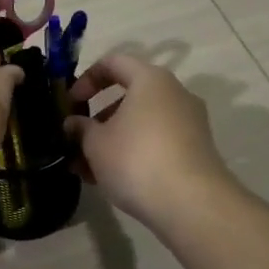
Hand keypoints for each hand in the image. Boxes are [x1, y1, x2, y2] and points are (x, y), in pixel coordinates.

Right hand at [65, 54, 236, 228]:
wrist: (193, 205)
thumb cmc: (137, 159)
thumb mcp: (96, 143)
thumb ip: (81, 128)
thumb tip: (74, 123)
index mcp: (151, 80)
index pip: (114, 63)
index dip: (87, 79)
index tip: (71, 103)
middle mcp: (175, 94)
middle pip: (129, 95)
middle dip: (99, 117)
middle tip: (78, 139)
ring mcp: (190, 123)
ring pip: (142, 123)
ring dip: (113, 140)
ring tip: (89, 169)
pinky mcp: (196, 152)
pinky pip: (157, 142)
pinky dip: (134, 153)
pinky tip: (113, 180)